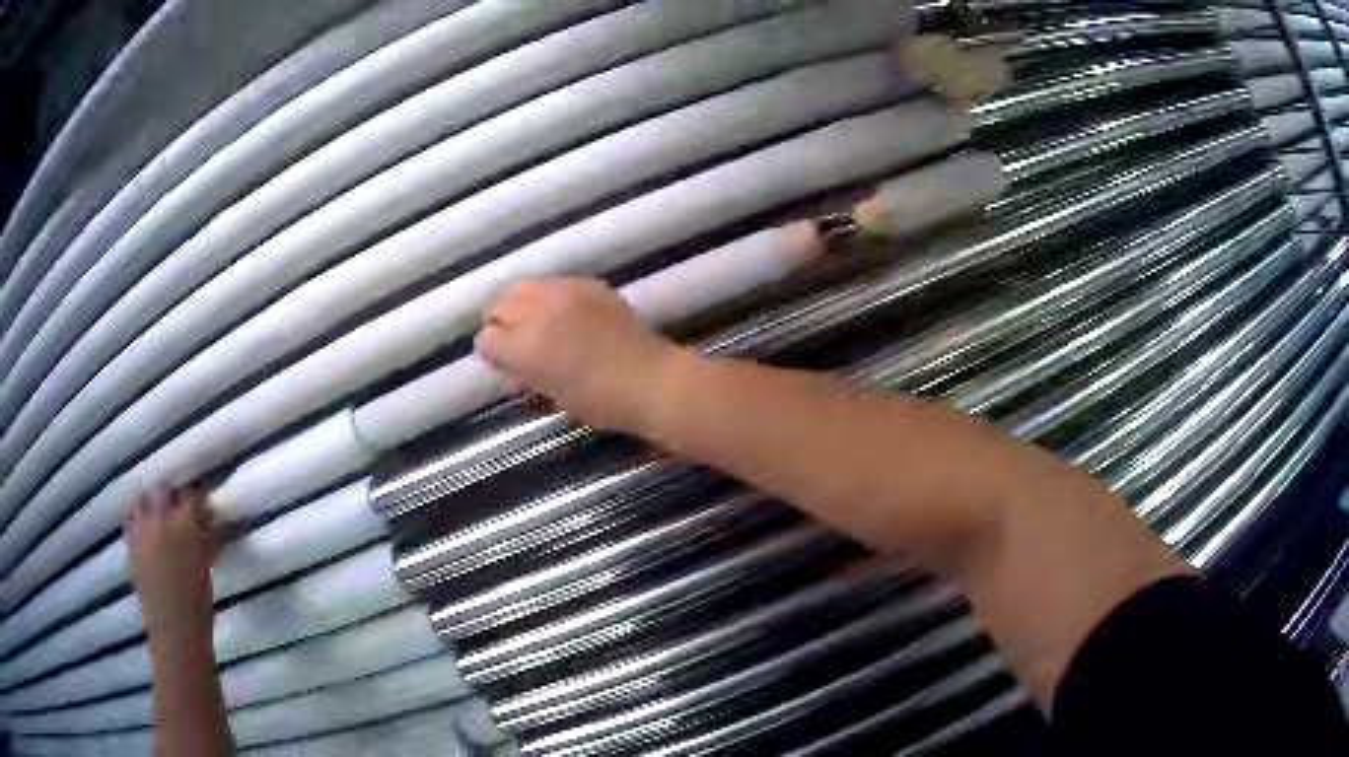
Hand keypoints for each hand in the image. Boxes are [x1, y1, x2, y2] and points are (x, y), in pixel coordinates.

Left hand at [123, 484, 223, 641]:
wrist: (175, 630)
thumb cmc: (198, 604)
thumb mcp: (207, 569)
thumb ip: (208, 543)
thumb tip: (215, 528)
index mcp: (185, 527)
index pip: (192, 495)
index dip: (199, 497)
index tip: (205, 504)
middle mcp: (161, 521)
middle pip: (163, 489)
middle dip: (172, 493)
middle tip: (179, 505)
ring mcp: (142, 532)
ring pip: (141, 499)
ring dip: (150, 502)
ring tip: (157, 514)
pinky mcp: (130, 545)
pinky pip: (130, 521)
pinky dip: (136, 520)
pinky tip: (144, 531)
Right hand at [476, 278, 683, 431]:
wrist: (651, 380)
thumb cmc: (602, 401)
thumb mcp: (555, 395)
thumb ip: (526, 377)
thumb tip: (511, 374)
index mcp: (528, 345)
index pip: (488, 339)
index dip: (490, 353)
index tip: (499, 362)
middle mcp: (540, 311)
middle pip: (499, 306)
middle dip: (498, 324)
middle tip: (508, 341)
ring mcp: (565, 291)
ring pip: (522, 287)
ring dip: (518, 305)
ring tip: (528, 323)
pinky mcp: (588, 284)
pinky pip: (553, 283)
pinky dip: (547, 297)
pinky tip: (559, 314)